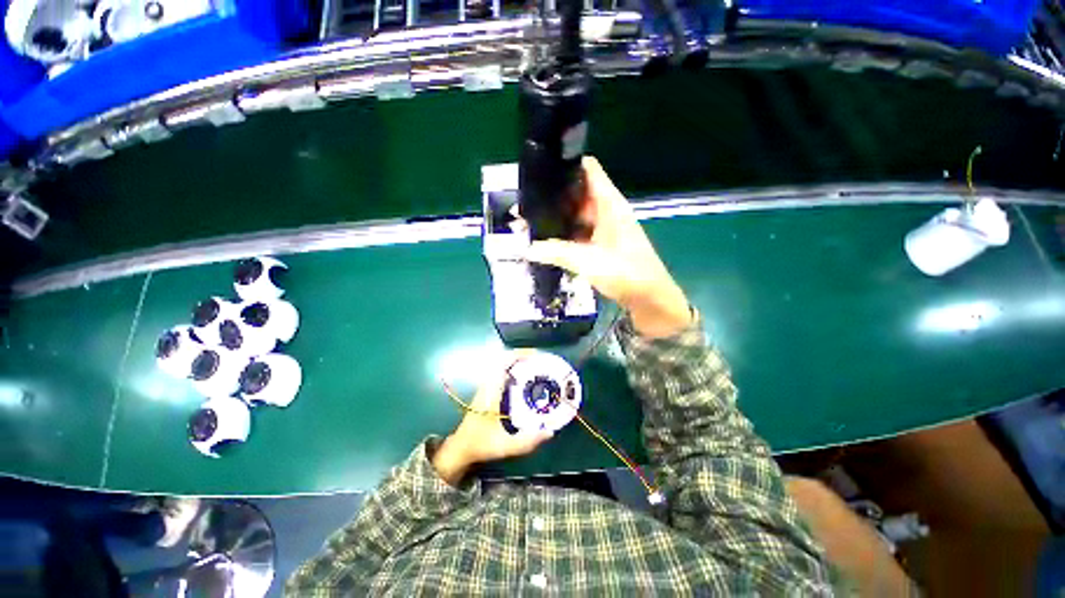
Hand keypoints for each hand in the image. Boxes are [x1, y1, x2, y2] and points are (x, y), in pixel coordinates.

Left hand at [433, 355, 553, 485]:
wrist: (461, 448)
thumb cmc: (480, 444)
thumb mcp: (504, 446)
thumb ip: (527, 441)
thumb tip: (551, 432)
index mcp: (491, 390)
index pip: (504, 362)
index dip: (520, 354)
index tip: (537, 355)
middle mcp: (489, 383)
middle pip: (506, 360)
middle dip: (525, 357)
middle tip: (543, 362)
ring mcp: (489, 386)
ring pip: (505, 366)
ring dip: (521, 363)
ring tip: (539, 368)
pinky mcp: (490, 391)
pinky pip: (504, 373)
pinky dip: (516, 370)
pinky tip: (528, 380)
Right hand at [525, 156, 691, 337]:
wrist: (649, 299)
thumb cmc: (626, 274)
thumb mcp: (589, 261)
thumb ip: (557, 253)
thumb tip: (527, 248)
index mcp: (610, 204)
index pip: (588, 170)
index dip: (566, 164)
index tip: (540, 168)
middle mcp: (606, 211)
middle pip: (577, 193)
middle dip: (553, 195)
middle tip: (525, 201)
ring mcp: (603, 228)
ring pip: (576, 214)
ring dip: (557, 217)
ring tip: (529, 218)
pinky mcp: (600, 244)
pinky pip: (578, 232)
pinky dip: (563, 234)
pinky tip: (545, 239)